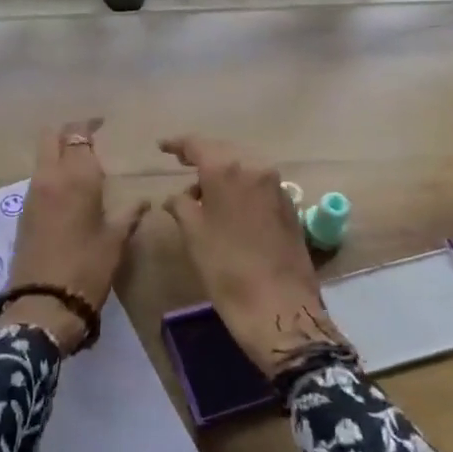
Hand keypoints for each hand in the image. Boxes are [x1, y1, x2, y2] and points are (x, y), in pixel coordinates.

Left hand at [0, 118, 149, 354]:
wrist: (44, 303)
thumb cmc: (87, 268)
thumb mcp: (115, 241)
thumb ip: (128, 214)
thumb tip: (143, 201)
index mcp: (76, 178)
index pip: (77, 135)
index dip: (88, 125)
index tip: (102, 124)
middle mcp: (49, 178)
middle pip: (50, 137)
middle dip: (67, 132)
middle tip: (88, 138)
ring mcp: (32, 195)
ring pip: (42, 158)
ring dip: (58, 153)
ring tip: (81, 167)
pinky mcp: (23, 213)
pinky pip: (38, 179)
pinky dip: (51, 174)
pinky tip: (68, 192)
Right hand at [160, 136, 352, 376]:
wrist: (279, 306)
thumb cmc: (226, 268)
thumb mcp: (193, 234)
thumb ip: (181, 205)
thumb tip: (179, 196)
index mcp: (227, 169)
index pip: (198, 144)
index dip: (178, 144)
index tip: (162, 147)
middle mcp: (256, 168)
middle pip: (224, 152)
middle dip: (203, 157)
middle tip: (182, 164)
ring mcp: (277, 187)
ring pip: (244, 168)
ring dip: (224, 174)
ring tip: (203, 192)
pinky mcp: (290, 207)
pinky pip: (258, 185)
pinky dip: (241, 188)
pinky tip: (229, 207)